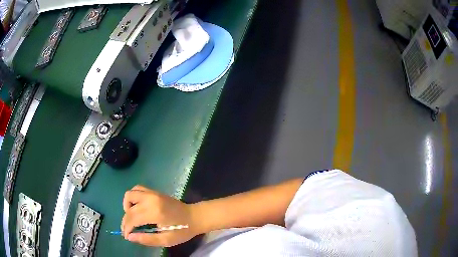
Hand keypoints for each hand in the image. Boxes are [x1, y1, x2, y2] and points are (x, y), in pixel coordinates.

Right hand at [121, 185, 198, 246]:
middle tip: (128, 230)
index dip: (126, 228)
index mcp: (155, 213)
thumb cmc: (182, 230)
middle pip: (129, 208)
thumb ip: (147, 239)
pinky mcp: (154, 191)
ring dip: (127, 206)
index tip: (126, 236)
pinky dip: (133, 197)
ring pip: (130, 194)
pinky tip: (137, 207)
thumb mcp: (166, 240)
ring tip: (132, 217)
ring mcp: (152, 193)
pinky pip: (137, 189)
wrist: (195, 216)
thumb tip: (130, 237)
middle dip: (125, 221)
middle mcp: (151, 200)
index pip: (132, 219)